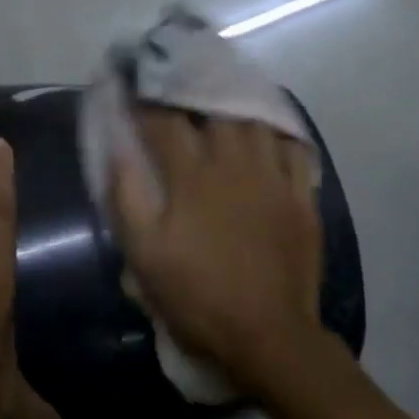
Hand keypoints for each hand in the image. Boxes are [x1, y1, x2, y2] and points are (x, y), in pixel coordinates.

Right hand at [110, 110, 325, 395]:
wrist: (267, 335)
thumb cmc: (197, 296)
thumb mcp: (144, 255)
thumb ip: (127, 197)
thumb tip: (117, 149)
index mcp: (192, 178)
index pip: (164, 122)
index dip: (145, 99)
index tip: (132, 84)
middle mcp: (235, 165)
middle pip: (215, 110)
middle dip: (193, 92)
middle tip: (179, 85)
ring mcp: (274, 179)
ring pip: (256, 122)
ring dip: (236, 106)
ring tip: (223, 99)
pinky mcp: (301, 198)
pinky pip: (295, 148)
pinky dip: (279, 132)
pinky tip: (268, 130)